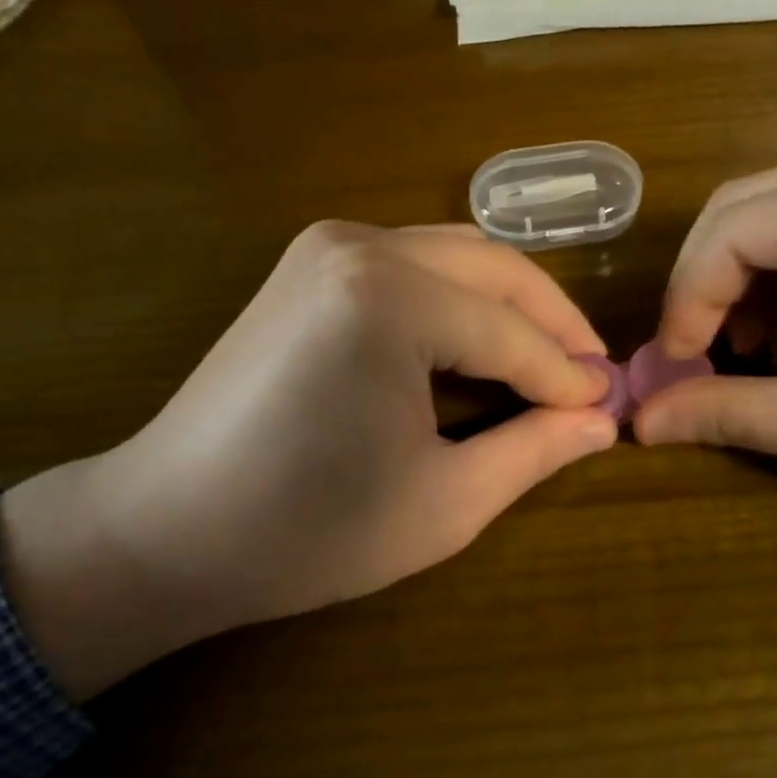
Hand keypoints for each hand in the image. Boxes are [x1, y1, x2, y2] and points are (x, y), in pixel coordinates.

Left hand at [0, 222, 617, 699]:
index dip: (567, 374)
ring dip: (507, 303)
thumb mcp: (442, 503)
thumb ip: (532, 450)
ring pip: (455, 254)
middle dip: (551, 320)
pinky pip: (412, 263)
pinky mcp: (308, 264)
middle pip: (492, 267)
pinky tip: (476, 342)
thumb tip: (602, 419)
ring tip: (544, 360)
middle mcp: (359, 246)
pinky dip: (457, 297)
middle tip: (588, 375)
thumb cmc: (306, 532)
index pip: (511, 332)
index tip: (609, 405)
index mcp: (390, 299)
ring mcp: (326, 245)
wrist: (166, 528)